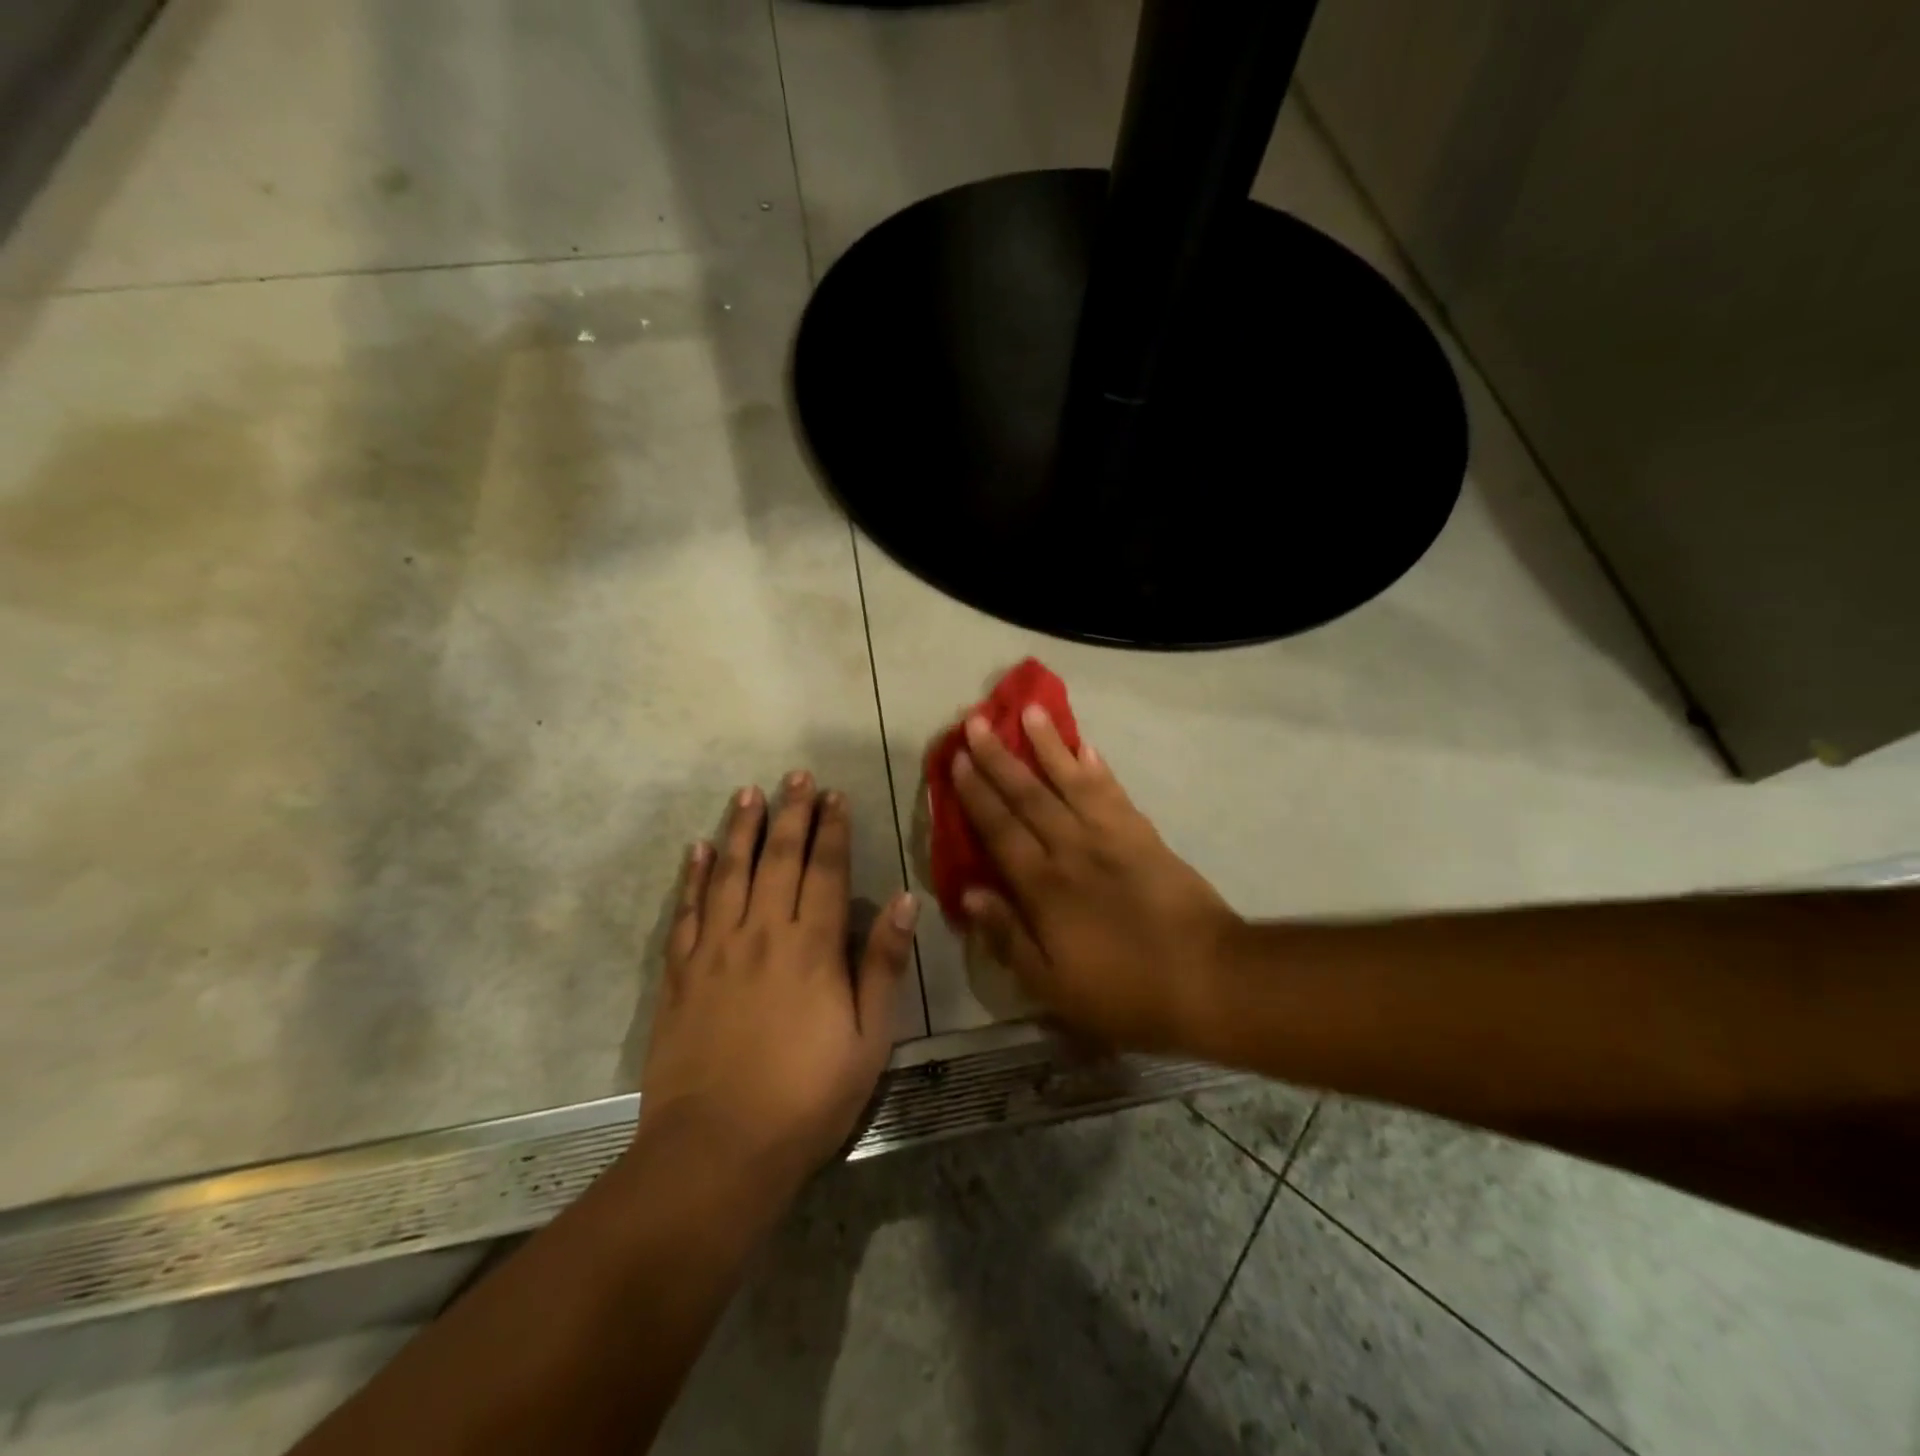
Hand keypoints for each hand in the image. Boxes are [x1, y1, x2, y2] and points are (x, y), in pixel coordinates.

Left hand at [638, 773, 916, 1190]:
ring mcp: (715, 952)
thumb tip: (904, 900)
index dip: (831, 829)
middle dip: (790, 814)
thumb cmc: (806, 1098)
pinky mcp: (680, 975)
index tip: (835, 795)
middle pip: (777, 860)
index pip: (824, 871)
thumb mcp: (867, 1039)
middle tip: (795, 776)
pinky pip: (686, 913)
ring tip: (748, 793)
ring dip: (741, 830)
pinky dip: (692, 877)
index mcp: (811, 949)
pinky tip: (698, 850)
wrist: (716, 1150)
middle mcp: (761, 935)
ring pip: (730, 874)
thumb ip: (882, 965)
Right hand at [951, 711, 1242, 1050]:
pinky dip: (1097, 767)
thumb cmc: (1124, 992)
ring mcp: (1111, 836)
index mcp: (1043, 887)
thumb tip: (969, 893)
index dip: (975, 793)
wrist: (1208, 978)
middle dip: (999, 758)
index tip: (957, 759)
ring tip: (1029, 711)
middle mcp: (1071, 849)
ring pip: (1071, 781)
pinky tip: (1085, 746)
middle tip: (977, 722)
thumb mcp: (1053, 986)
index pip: (1000, 829)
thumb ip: (1008, 936)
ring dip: (1047, 745)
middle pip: (1029, 795)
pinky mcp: (1144, 835)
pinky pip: (1113, 792)